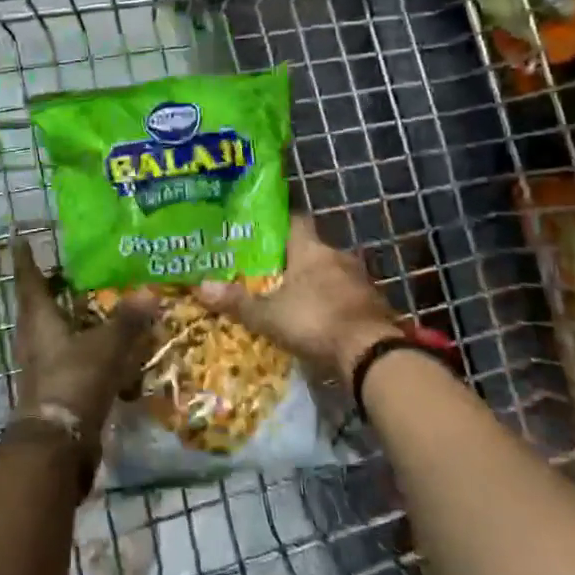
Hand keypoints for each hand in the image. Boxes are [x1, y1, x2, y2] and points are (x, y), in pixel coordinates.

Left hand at [9, 237, 154, 429]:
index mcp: (38, 319)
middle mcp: (32, 338)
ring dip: (61, 316)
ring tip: (82, 302)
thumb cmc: (74, 380)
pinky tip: (95, 343)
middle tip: (62, 269)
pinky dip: (75, 344)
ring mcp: (39, 365)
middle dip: (46, 287)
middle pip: (35, 306)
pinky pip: (61, 355)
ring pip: (47, 331)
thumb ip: (127, 320)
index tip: (20, 240)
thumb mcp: (106, 346)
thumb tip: (149, 292)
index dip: (25, 260)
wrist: (57, 442)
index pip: (29, 280)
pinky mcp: (50, 387)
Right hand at [196, 214, 403, 377]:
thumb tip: (199, 286)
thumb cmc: (315, 321)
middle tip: (269, 270)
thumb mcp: (268, 316)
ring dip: (315, 283)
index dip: (278, 222)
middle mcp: (338, 256)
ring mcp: (360, 280)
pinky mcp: (374, 305)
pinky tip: (319, 319)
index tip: (261, 229)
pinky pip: (347, 296)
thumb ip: (237, 302)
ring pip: (331, 273)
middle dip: (293, 259)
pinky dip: (333, 303)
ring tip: (292, 296)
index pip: (295, 220)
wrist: (372, 354)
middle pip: (312, 249)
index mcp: (311, 249)